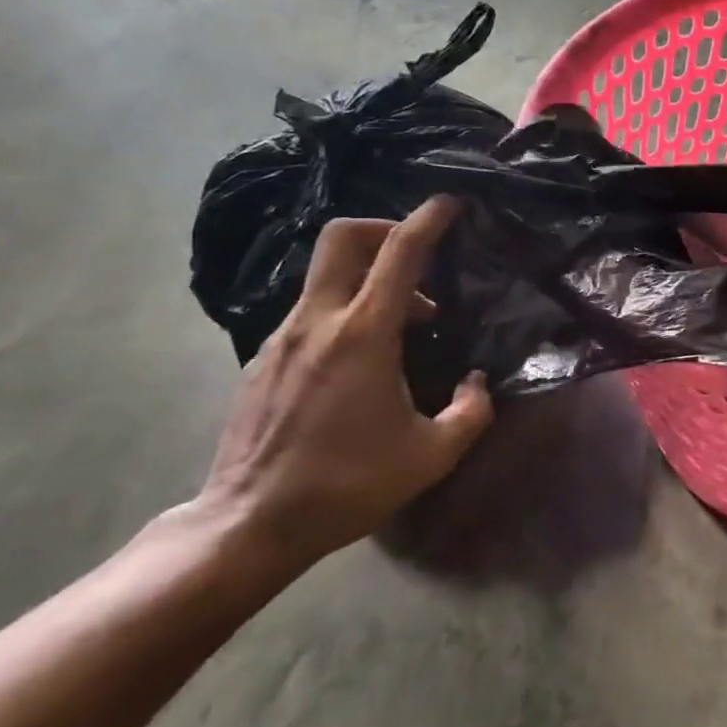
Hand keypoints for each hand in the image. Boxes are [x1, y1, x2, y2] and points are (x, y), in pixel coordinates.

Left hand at [197, 197, 493, 573]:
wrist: (249, 524)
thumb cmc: (347, 484)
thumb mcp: (431, 455)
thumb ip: (471, 411)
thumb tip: (477, 382)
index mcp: (363, 335)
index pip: (398, 253)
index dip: (428, 219)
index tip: (451, 203)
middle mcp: (317, 322)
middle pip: (343, 238)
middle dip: (385, 228)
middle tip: (419, 256)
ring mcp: (283, 338)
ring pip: (327, 275)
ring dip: (371, 280)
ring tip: (408, 327)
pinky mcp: (264, 359)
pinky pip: (313, 311)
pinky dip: (347, 311)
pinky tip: (365, 359)